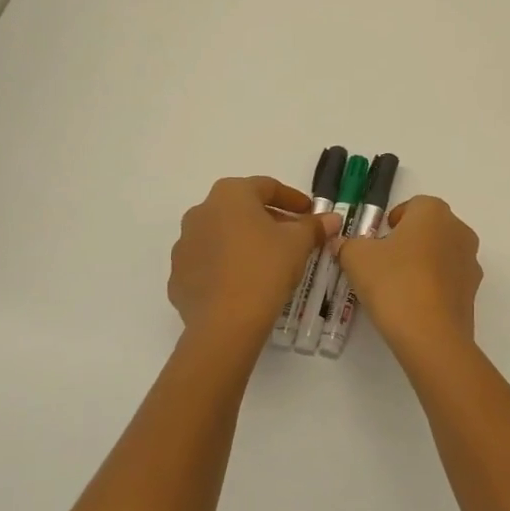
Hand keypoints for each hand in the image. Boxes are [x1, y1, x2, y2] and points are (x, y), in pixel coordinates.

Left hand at [169, 177, 330, 349]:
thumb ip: (314, 226)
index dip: (292, 199)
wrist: (225, 323)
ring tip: (268, 261)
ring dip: (245, 241)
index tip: (310, 213)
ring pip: (222, 235)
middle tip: (292, 236)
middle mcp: (201, 212)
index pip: (266, 187)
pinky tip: (244, 282)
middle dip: (268, 219)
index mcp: (230, 195)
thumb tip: (331, 219)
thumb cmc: (265, 268)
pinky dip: (227, 265)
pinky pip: (208, 262)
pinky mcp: (178, 275)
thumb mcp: (298, 243)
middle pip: (241, 209)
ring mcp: (185, 244)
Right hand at [335, 196, 481, 363]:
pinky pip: (449, 279)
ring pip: (442, 253)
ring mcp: (470, 261)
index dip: (393, 221)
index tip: (378, 240)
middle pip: (430, 228)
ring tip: (398, 286)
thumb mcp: (357, 259)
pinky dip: (434, 285)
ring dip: (423, 262)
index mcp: (433, 212)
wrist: (431, 335)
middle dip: (408, 241)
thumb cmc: (393, 282)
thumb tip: (342, 244)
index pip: (413, 205)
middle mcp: (458, 230)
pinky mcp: (473, 291)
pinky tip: (414, 304)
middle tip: (384, 262)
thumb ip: (347, 245)